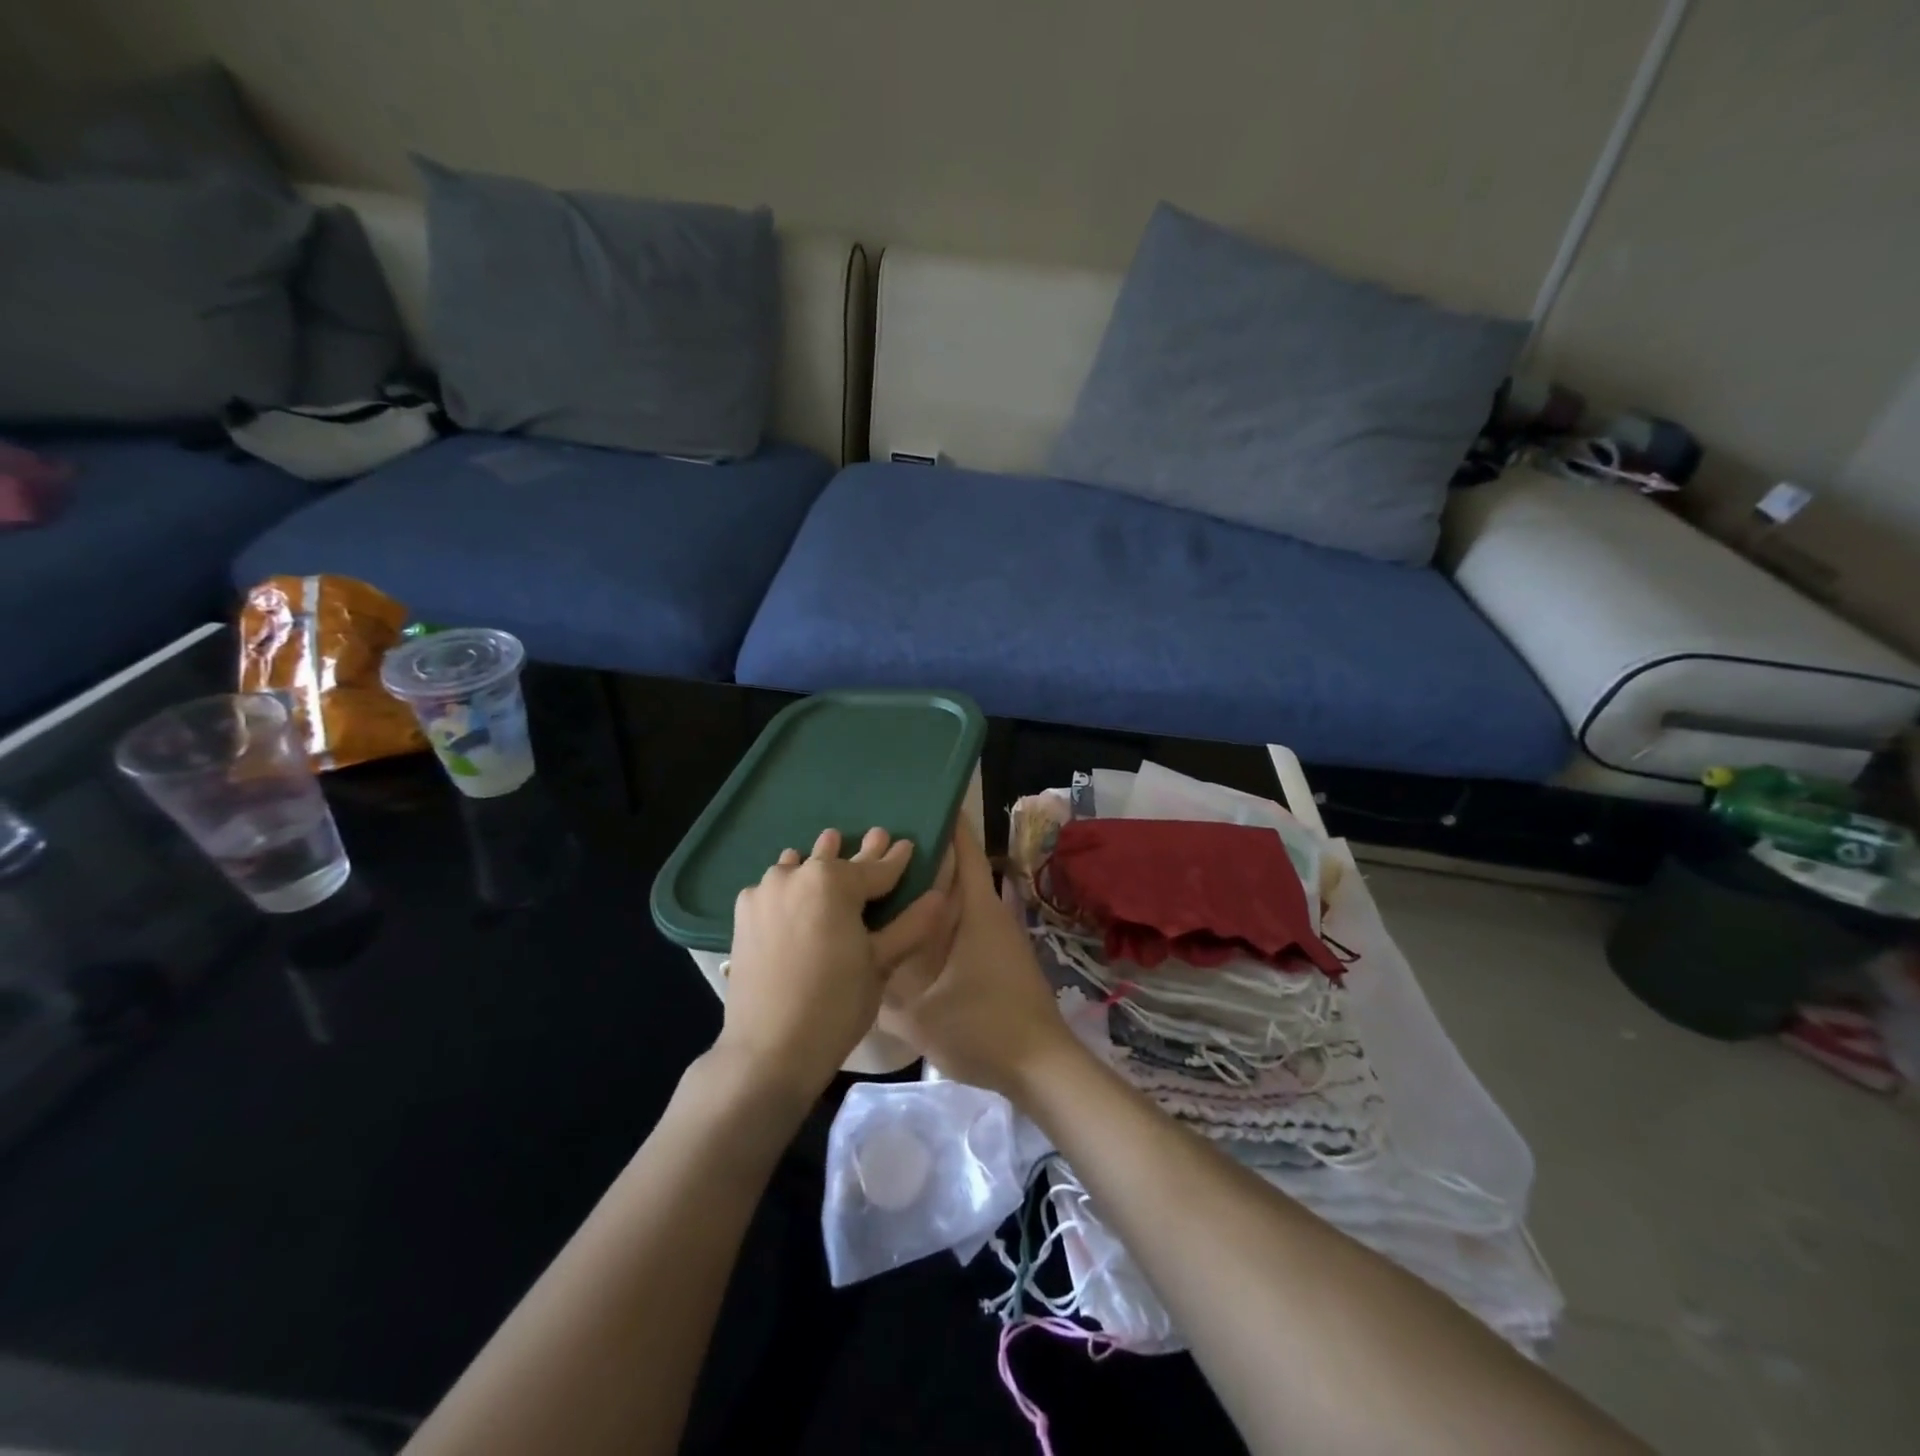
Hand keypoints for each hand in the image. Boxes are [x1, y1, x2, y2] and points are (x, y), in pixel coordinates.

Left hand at [719, 827, 958, 1101]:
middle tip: (876, 837)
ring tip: (830, 850)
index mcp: (833, 882)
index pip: (876, 868)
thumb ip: (910, 926)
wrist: (769, 1050)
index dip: (896, 859)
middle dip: (860, 853)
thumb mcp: (880, 964)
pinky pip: (773, 887)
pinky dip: (789, 884)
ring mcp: (764, 892)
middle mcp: (796, 875)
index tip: (907, 844)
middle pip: (835, 860)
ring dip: (818, 862)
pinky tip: (794, 891)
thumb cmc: (835, 1005)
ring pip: (799, 866)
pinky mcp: (743, 913)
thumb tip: (940, 897)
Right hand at [879, 822, 1084, 1099]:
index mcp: (977, 910)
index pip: (964, 850)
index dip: (946, 822)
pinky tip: (911, 934)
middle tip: (879, 848)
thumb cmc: (983, 1028)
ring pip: (959, 900)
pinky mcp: (998, 959)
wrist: (1040, 1067)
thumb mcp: (919, 1015)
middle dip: (924, 856)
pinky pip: (964, 924)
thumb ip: (882, 989)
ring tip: (886, 886)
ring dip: (931, 890)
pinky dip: (940, 919)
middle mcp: (990, 914)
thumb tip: (853, 965)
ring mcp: (997, 937)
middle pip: (957, 871)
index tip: (916, 802)